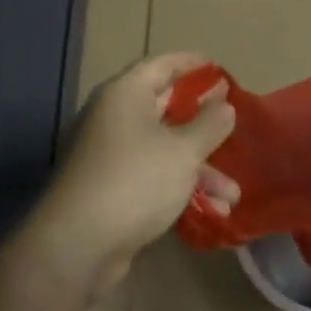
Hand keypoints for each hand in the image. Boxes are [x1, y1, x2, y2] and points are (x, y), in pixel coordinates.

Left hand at [28, 53, 238, 295]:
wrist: (77, 246)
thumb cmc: (135, 181)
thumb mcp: (183, 151)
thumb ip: (209, 125)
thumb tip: (224, 105)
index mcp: (125, 95)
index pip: (162, 65)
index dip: (192, 64)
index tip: (219, 69)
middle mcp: (114, 118)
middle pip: (164, 107)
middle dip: (202, 120)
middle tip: (232, 119)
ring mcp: (111, 155)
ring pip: (164, 149)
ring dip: (199, 168)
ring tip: (233, 194)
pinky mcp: (111, 189)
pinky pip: (153, 177)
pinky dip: (180, 187)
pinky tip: (212, 211)